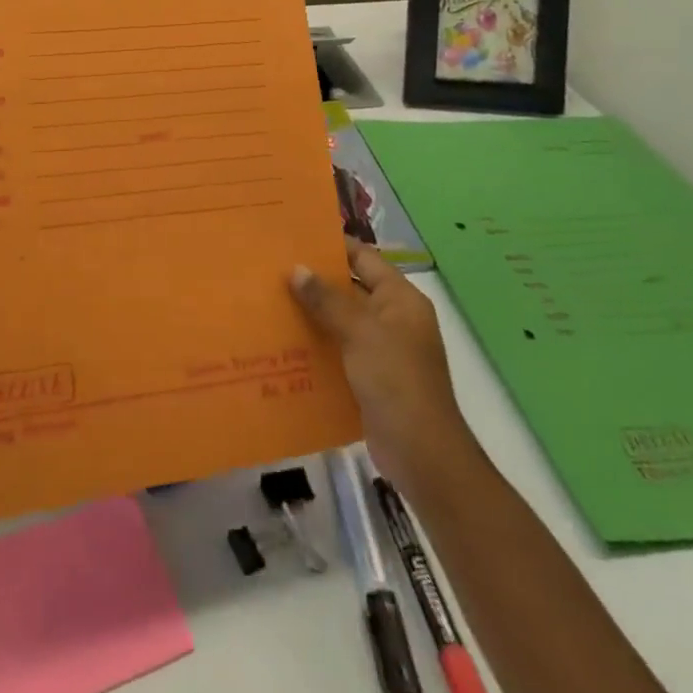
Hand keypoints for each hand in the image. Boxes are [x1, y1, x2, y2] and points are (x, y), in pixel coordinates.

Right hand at [292, 238, 469, 485]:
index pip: (363, 258)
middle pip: (350, 287)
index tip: (293, 237)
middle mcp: (393, 318)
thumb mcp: (360, 332)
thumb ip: (327, 299)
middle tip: (272, 267)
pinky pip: (338, 348)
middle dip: (315, 280)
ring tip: (270, 298)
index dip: (332, 246)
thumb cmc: (396, 381)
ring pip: (341, 319)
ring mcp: (383, 349)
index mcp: (400, 299)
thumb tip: (296, 268)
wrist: (422, 455)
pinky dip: (316, 342)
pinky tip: (284, 339)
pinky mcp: (370, 376)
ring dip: (312, 312)